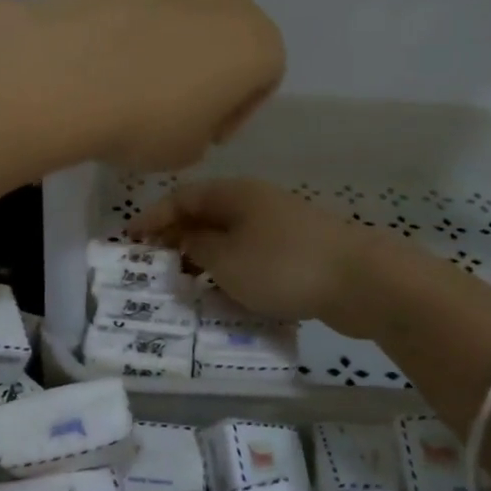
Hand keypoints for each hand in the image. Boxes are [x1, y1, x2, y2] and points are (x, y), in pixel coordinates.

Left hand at [25, 0, 283, 170]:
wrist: (66, 71)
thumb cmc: (141, 121)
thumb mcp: (186, 151)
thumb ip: (203, 130)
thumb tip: (188, 113)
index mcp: (259, 44)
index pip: (262, 79)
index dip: (234, 110)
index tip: (204, 131)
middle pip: (231, 28)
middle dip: (212, 56)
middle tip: (174, 90)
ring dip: (180, 23)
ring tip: (140, 54)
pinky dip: (144, 1)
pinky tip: (115, 29)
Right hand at [128, 179, 371, 320]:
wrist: (361, 280)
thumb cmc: (283, 265)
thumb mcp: (227, 259)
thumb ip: (197, 247)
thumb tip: (186, 237)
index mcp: (234, 193)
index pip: (182, 196)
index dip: (153, 217)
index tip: (129, 240)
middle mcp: (255, 202)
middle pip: (206, 215)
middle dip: (178, 240)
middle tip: (154, 268)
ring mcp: (279, 225)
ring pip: (230, 239)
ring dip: (206, 260)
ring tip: (187, 288)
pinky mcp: (298, 251)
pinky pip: (253, 257)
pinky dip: (234, 273)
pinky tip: (228, 297)